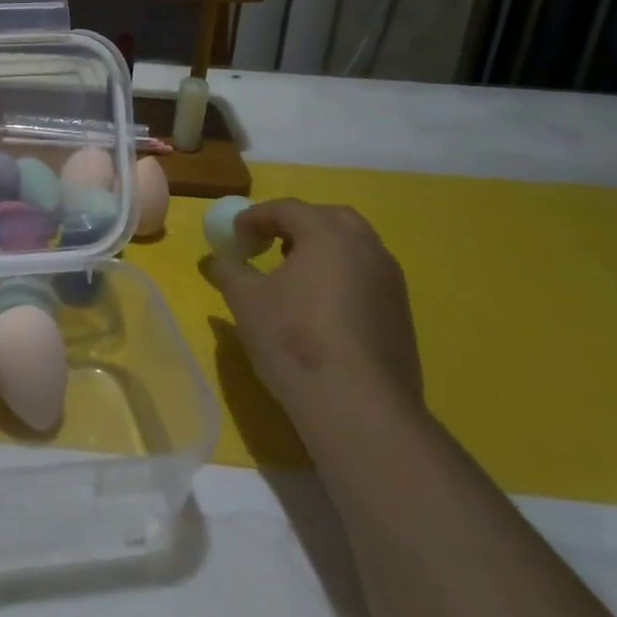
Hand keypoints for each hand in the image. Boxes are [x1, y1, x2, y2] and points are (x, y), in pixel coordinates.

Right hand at [200, 198, 421, 443]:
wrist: (360, 407)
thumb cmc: (294, 339)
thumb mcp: (245, 301)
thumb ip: (228, 271)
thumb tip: (215, 261)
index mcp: (327, 232)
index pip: (286, 209)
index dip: (254, 218)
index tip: (234, 238)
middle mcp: (365, 246)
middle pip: (328, 219)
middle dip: (295, 226)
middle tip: (269, 246)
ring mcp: (390, 280)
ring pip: (353, 247)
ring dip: (321, 250)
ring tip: (294, 277)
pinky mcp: (401, 313)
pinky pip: (366, 277)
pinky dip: (341, 277)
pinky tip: (321, 309)